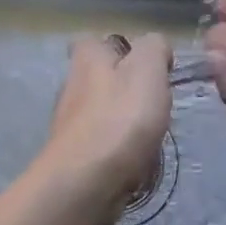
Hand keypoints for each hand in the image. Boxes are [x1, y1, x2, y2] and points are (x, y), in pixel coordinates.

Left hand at [34, 33, 171, 224]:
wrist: (85, 184)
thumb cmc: (120, 119)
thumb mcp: (148, 69)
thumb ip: (154, 48)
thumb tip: (155, 48)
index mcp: (87, 58)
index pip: (94, 41)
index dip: (119, 48)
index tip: (145, 66)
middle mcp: (71, 86)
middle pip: (99, 78)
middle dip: (124, 87)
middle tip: (154, 102)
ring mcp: (69, 124)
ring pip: (101, 112)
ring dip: (123, 121)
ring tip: (150, 135)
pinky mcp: (74, 156)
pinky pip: (101, 144)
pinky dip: (117, 149)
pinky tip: (135, 160)